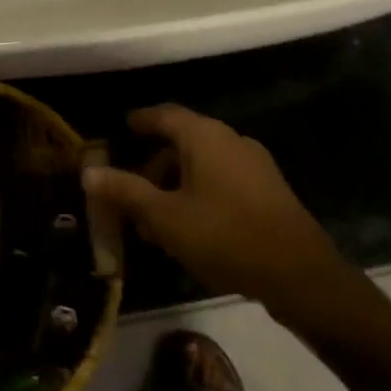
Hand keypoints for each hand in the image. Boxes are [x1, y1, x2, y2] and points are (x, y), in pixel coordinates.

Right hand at [83, 105, 354, 322]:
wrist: (300, 275)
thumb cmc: (225, 236)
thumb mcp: (165, 217)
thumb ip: (126, 192)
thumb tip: (89, 171)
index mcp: (205, 136)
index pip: (164, 115)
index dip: (141, 121)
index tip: (121, 129)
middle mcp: (231, 140)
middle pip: (182, 143)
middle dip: (153, 168)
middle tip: (131, 196)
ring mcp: (254, 165)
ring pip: (202, 166)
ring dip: (175, 187)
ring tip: (157, 225)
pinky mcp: (269, 191)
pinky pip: (223, 182)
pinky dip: (199, 196)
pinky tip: (190, 232)